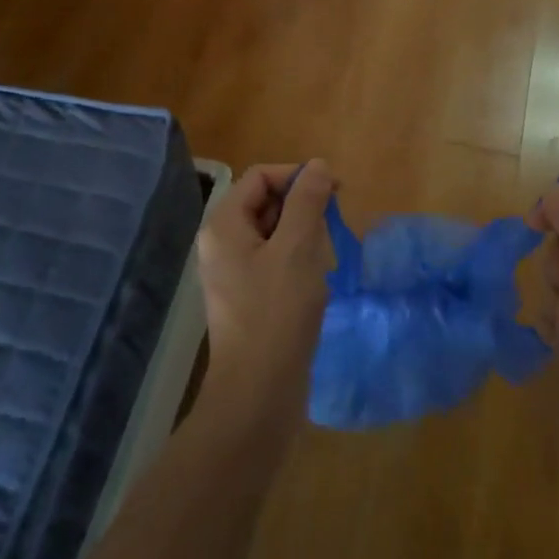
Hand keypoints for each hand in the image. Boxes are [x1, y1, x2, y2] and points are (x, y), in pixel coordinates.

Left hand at [195, 161, 339, 439]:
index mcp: (225, 226)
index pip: (261, 177)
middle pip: (265, 203)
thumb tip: (319, 166)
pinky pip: (274, 261)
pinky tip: (314, 284)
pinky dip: (298, 263)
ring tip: (321, 263)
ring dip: (304, 238)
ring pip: (274, 234)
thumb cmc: (277, 313)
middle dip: (302, 209)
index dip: (297, 176)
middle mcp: (222, 244)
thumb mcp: (297, 249)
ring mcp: (233, 272)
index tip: (335, 192)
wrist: (258, 392)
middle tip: (331, 232)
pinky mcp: (248, 297)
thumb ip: (307, 202)